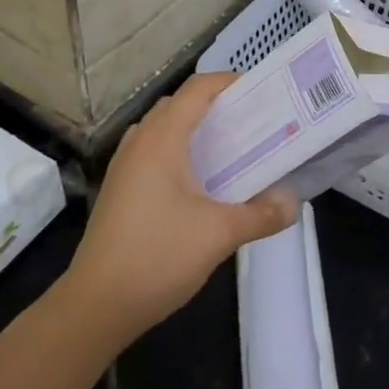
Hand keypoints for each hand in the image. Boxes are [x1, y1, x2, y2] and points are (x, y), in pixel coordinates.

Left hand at [66, 73, 297, 341]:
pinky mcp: (118, 189)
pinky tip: (197, 184)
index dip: (229, 82)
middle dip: (215, 106)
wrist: (95, 306)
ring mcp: (124, 166)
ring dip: (193, 129)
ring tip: (227, 150)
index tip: (260, 92)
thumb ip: (261, 214)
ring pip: (162, 129)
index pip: (197, 89)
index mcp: (162, 139)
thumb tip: (293, 202)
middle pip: (179, 104)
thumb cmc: (158, 256)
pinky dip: (177, 151)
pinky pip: (152, 152)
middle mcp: (139, 142)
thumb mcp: (219, 234)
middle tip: (250, 123)